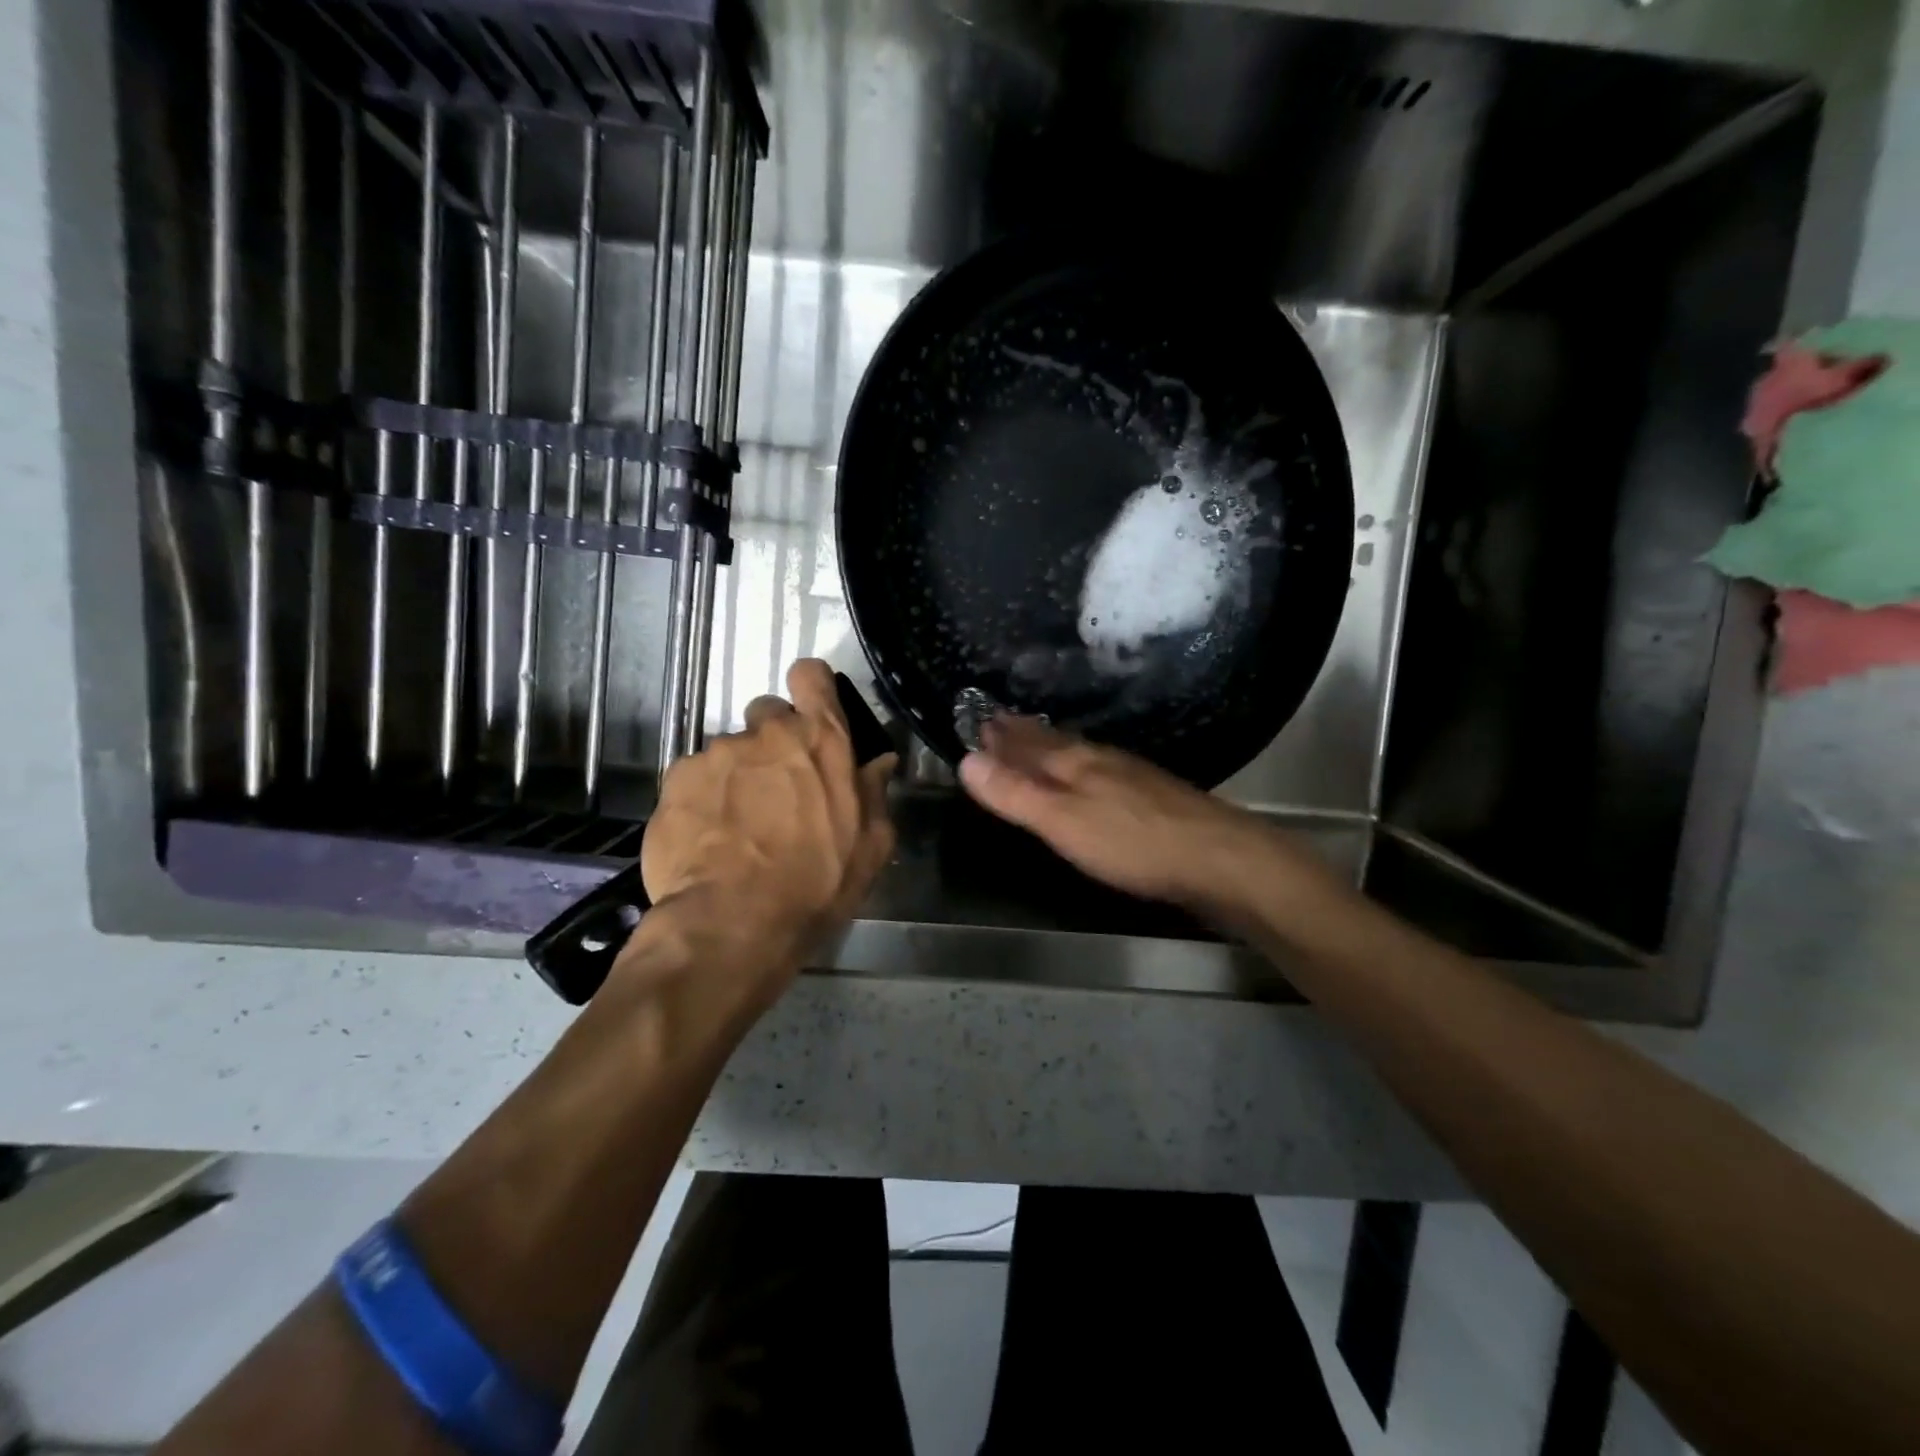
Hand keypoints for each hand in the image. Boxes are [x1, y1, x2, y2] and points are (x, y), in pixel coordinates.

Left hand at [637, 659, 897, 986]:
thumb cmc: (817, 884)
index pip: (811, 676)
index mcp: (820, 740)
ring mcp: (716, 754)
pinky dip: (701, 800)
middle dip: (772, 742)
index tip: (810, 712)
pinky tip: (708, 839)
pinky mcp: (675, 781)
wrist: (734, 924)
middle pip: (767, 714)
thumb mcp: (869, 846)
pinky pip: (692, 779)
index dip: (810, 688)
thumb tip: (880, 762)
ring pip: (729, 752)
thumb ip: (874, 793)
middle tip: (776, 788)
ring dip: (736, 777)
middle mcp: (766, 733)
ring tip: (737, 826)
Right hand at [957, 717, 1308, 914]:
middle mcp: (1103, 761)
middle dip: (1025, 735)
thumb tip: (966, 759)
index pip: (1029, 744)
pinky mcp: (1155, 799)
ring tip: (1039, 740)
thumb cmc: (1132, 843)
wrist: (1219, 859)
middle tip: (1000, 720)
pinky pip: (1104, 771)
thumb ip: (1015, 794)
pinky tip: (1095, 775)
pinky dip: (1084, 767)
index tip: (978, 720)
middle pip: (1056, 743)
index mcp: (1077, 764)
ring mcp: (1133, 777)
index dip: (1003, 737)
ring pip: (1081, 754)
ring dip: (1054, 747)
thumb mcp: (1062, 822)